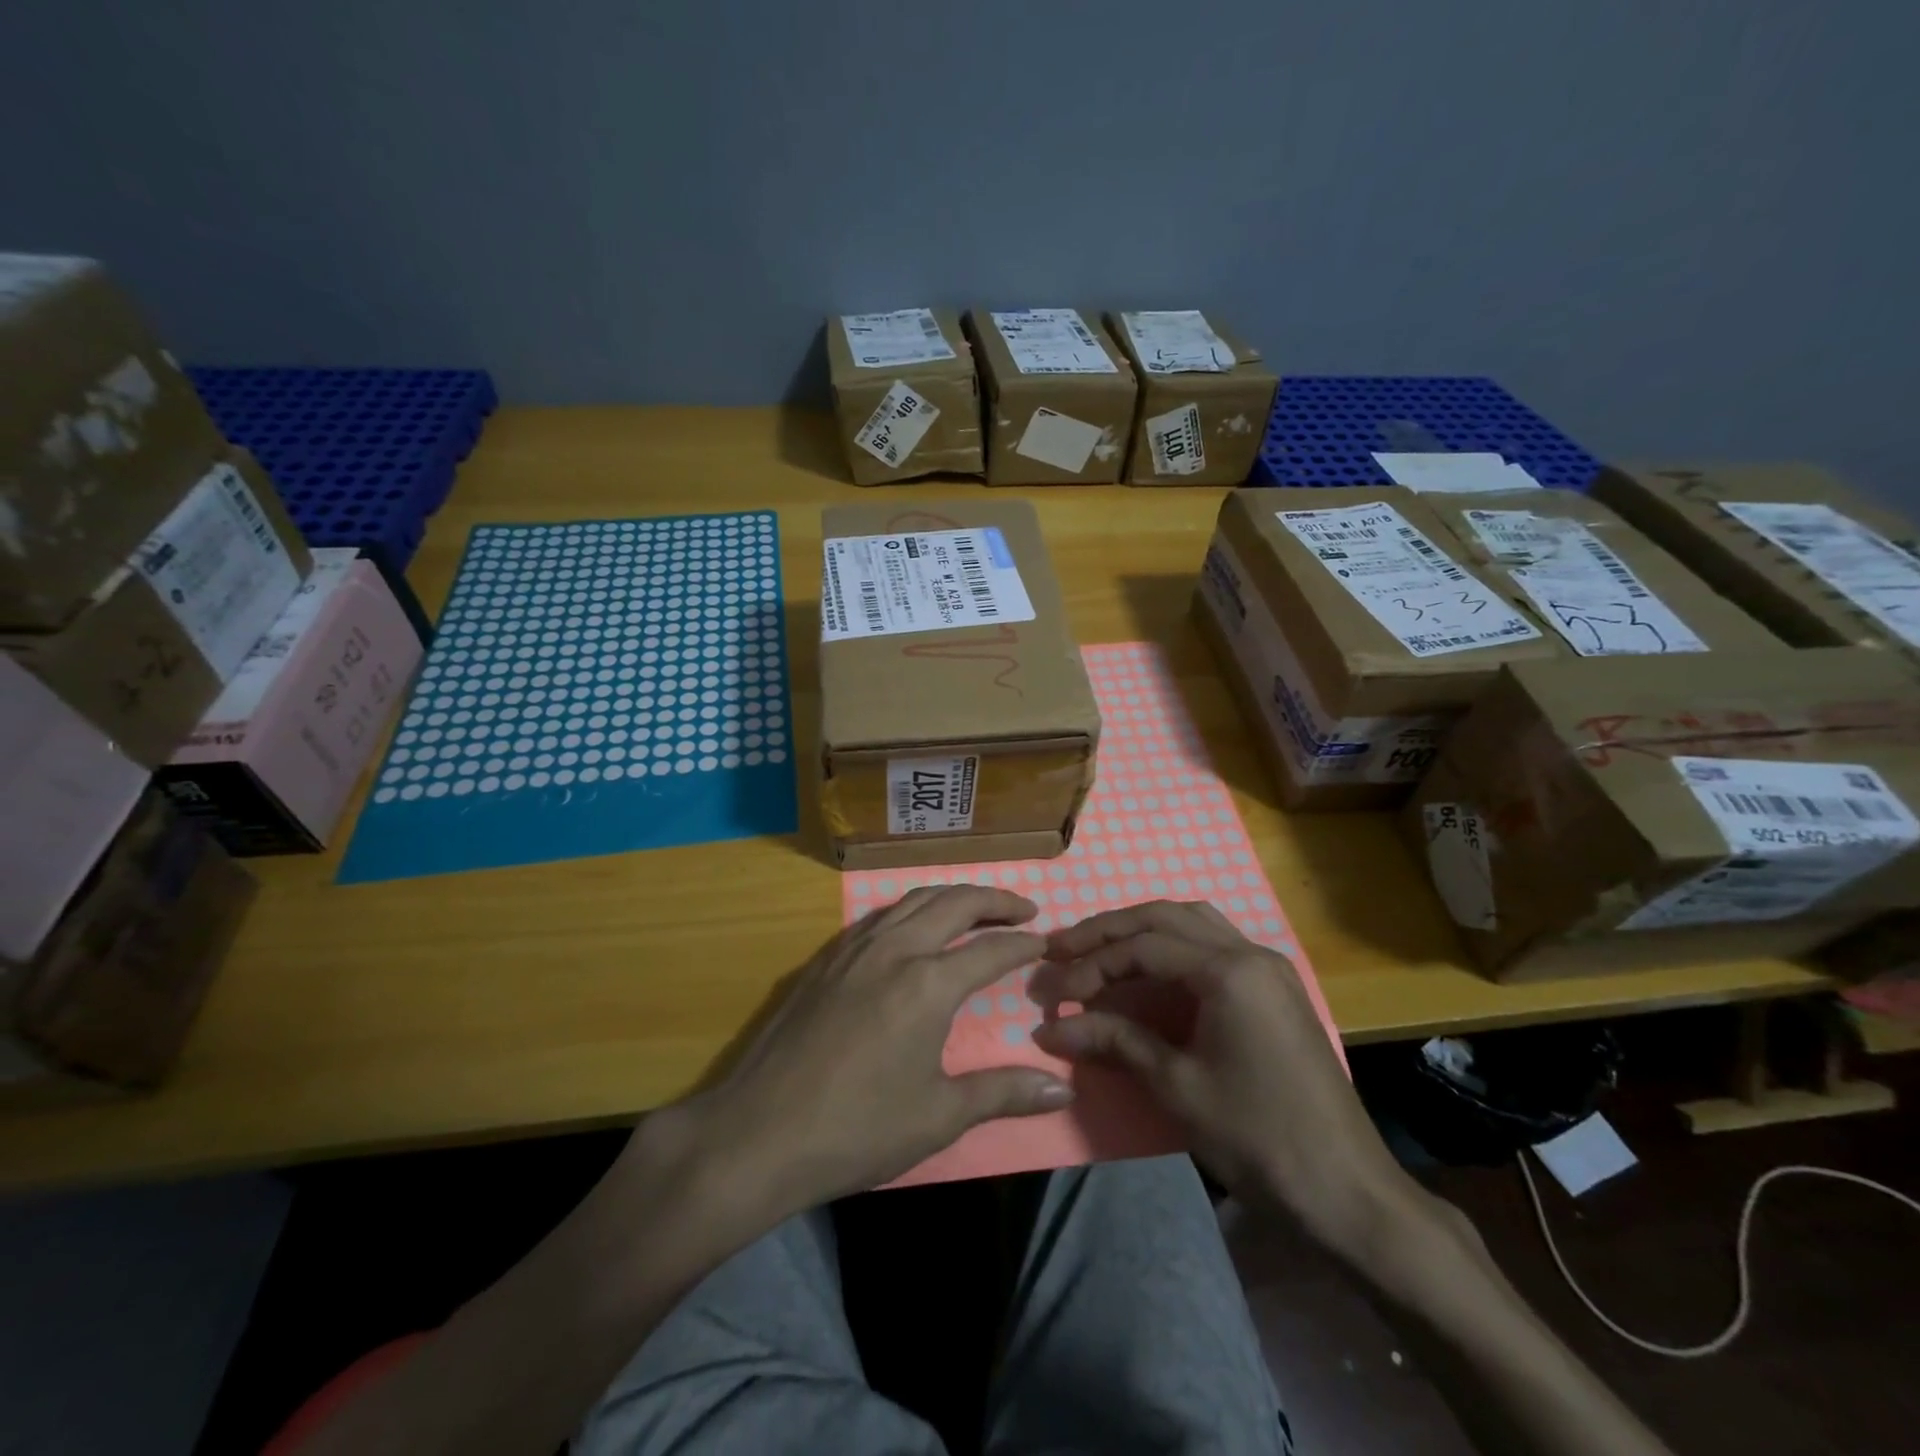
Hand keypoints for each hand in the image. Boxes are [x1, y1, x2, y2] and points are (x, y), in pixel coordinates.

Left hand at [691, 886, 1071, 1212]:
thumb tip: (1062, 1092)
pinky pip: (880, 915)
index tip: (1045, 942)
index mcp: (928, 983)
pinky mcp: (824, 958)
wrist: (757, 1133)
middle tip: (1024, 909)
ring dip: (952, 896)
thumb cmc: (856, 1129)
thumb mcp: (939, 1116)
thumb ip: (1003, 1093)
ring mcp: (854, 948)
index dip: (1022, 944)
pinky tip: (912, 928)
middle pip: (954, 903)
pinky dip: (911, 909)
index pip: (991, 950)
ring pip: (913, 899)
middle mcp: (895, 949)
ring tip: (976, 908)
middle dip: (995, 901)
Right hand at [1033, 901, 1410, 1257]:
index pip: (1144, 946)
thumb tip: (1049, 1027)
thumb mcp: (1176, 1087)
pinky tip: (1151, 966)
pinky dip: (1173, 944)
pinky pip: (1213, 942)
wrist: (1346, 1191)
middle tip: (1062, 948)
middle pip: (1165, 917)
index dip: (1092, 964)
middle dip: (1108, 931)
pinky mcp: (1274, 987)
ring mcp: (1268, 967)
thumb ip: (1113, 1042)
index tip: (1055, 992)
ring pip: (1192, 921)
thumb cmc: (1257, 1137)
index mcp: (1230, 971)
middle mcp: (1250, 952)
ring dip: (1142, 929)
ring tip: (1100, 949)